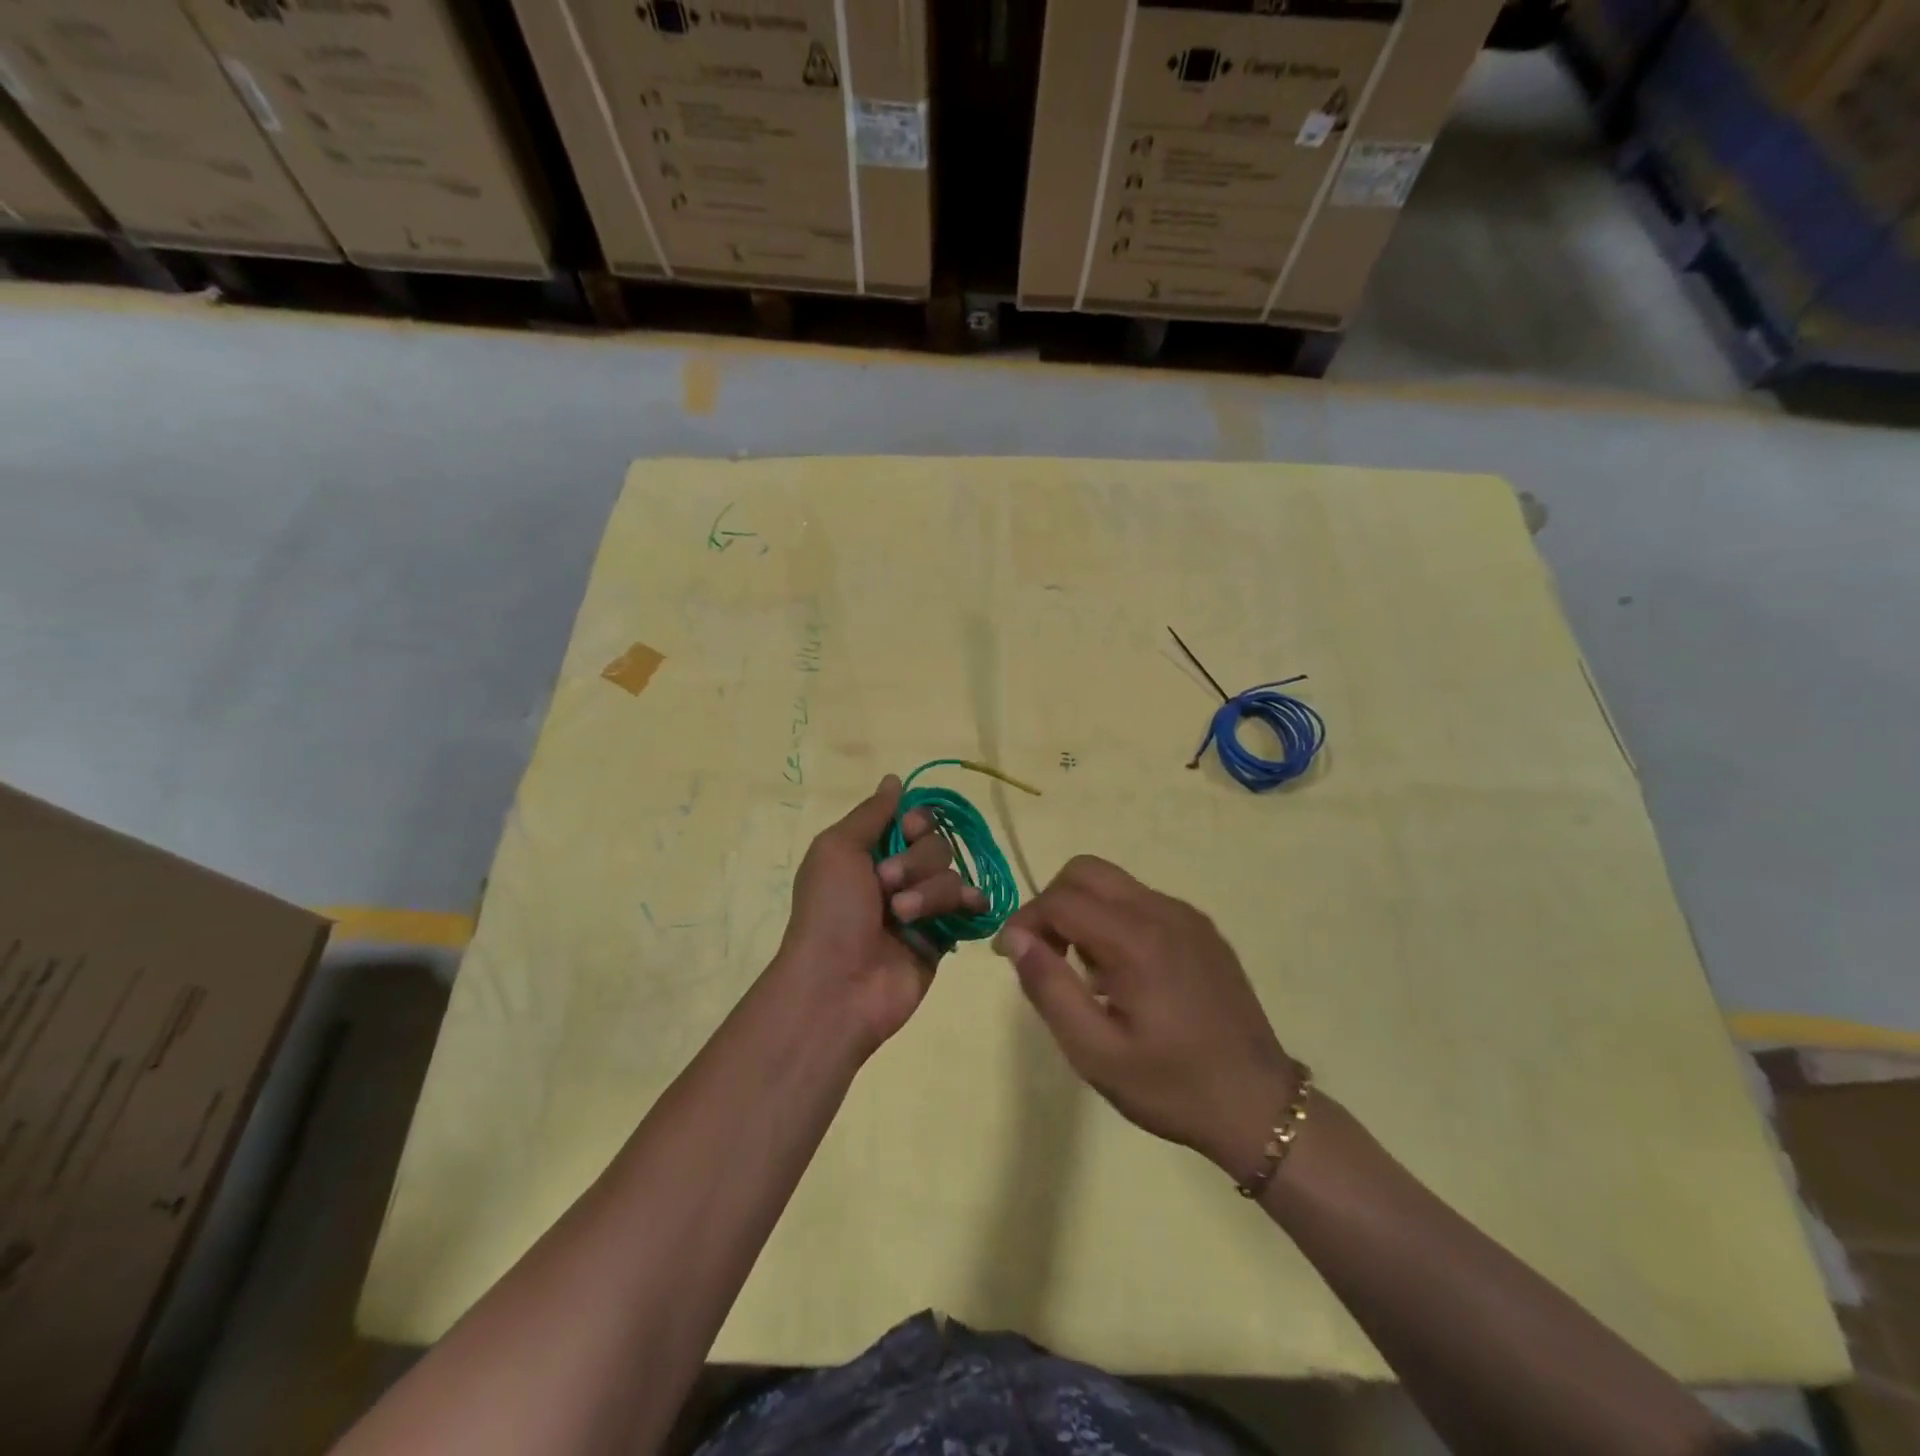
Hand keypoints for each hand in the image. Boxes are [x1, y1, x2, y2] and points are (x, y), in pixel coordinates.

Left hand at [774, 775, 986, 1057]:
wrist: (838, 985)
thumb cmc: (830, 911)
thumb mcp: (837, 849)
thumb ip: (872, 813)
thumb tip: (894, 779)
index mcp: (869, 852)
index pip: (913, 819)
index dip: (917, 821)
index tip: (907, 830)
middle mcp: (897, 875)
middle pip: (937, 844)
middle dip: (916, 861)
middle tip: (887, 884)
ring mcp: (922, 908)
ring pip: (952, 875)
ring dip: (929, 892)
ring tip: (902, 918)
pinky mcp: (942, 937)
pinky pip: (969, 907)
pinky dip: (971, 903)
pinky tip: (969, 907)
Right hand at [994, 855, 1299, 1180]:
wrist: (1258, 1106)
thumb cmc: (1170, 1085)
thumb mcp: (1095, 1052)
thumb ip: (1049, 987)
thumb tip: (1016, 938)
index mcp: (1136, 940)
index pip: (1061, 899)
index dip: (1025, 920)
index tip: (1011, 956)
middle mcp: (1163, 911)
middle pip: (1087, 871)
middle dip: (1053, 902)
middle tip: (1047, 954)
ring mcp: (1188, 916)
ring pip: (1115, 883)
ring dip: (1084, 911)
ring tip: (1086, 972)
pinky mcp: (1203, 929)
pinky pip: (1143, 902)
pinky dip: (1115, 920)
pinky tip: (1124, 973)